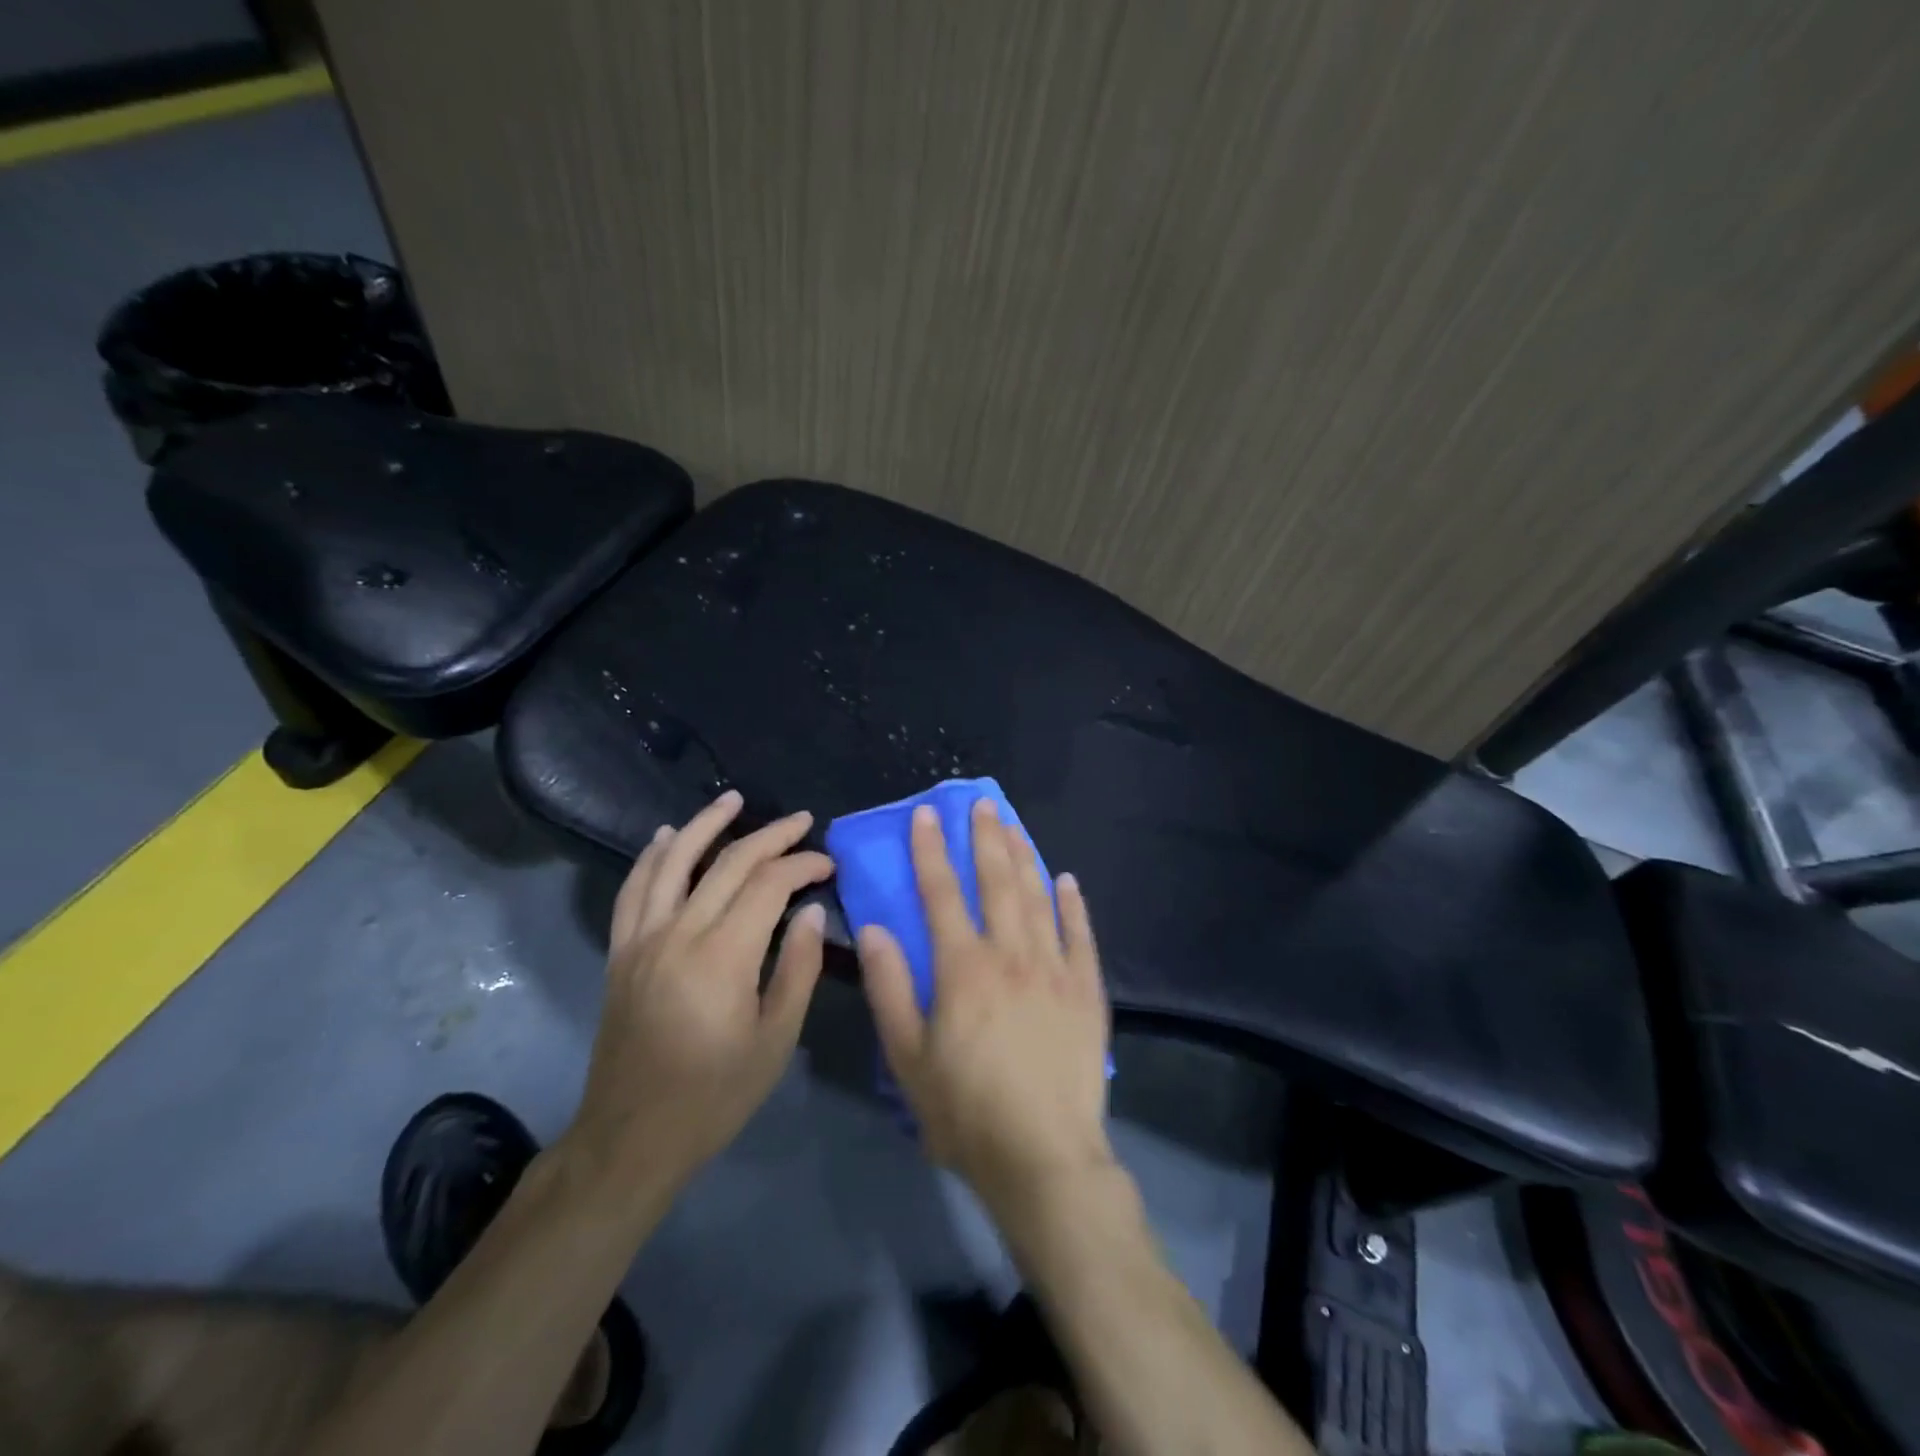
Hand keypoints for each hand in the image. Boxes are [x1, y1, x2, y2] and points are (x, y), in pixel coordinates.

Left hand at [567, 791, 833, 1203]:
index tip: (828, 866)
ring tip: (733, 799)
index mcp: (723, 955)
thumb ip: (797, 968)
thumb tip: (809, 912)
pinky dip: (651, 858)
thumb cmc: (715, 1095)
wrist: (632, 1137)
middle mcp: (679, 933)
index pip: (768, 885)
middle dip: (770, 836)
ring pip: (673, 862)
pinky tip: (665, 837)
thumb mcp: (775, 1040)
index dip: (802, 865)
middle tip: (801, 821)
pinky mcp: (622, 953)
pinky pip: (634, 891)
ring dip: (705, 824)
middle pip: (727, 864)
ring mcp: (643, 940)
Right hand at [857, 798, 1114, 1219]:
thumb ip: (890, 988)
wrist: (1045, 1158)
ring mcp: (1054, 969)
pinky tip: (1066, 880)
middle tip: (980, 803)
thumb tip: (873, 928)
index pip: (940, 894)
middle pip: (995, 882)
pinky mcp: (1087, 991)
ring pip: (1037, 897)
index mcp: (962, 968)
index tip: (927, 815)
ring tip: (1014, 825)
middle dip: (984, 838)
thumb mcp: (908, 1058)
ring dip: (1024, 857)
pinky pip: (1080, 936)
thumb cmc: (966, 1112)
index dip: (931, 851)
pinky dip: (1072, 905)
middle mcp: (1010, 954)